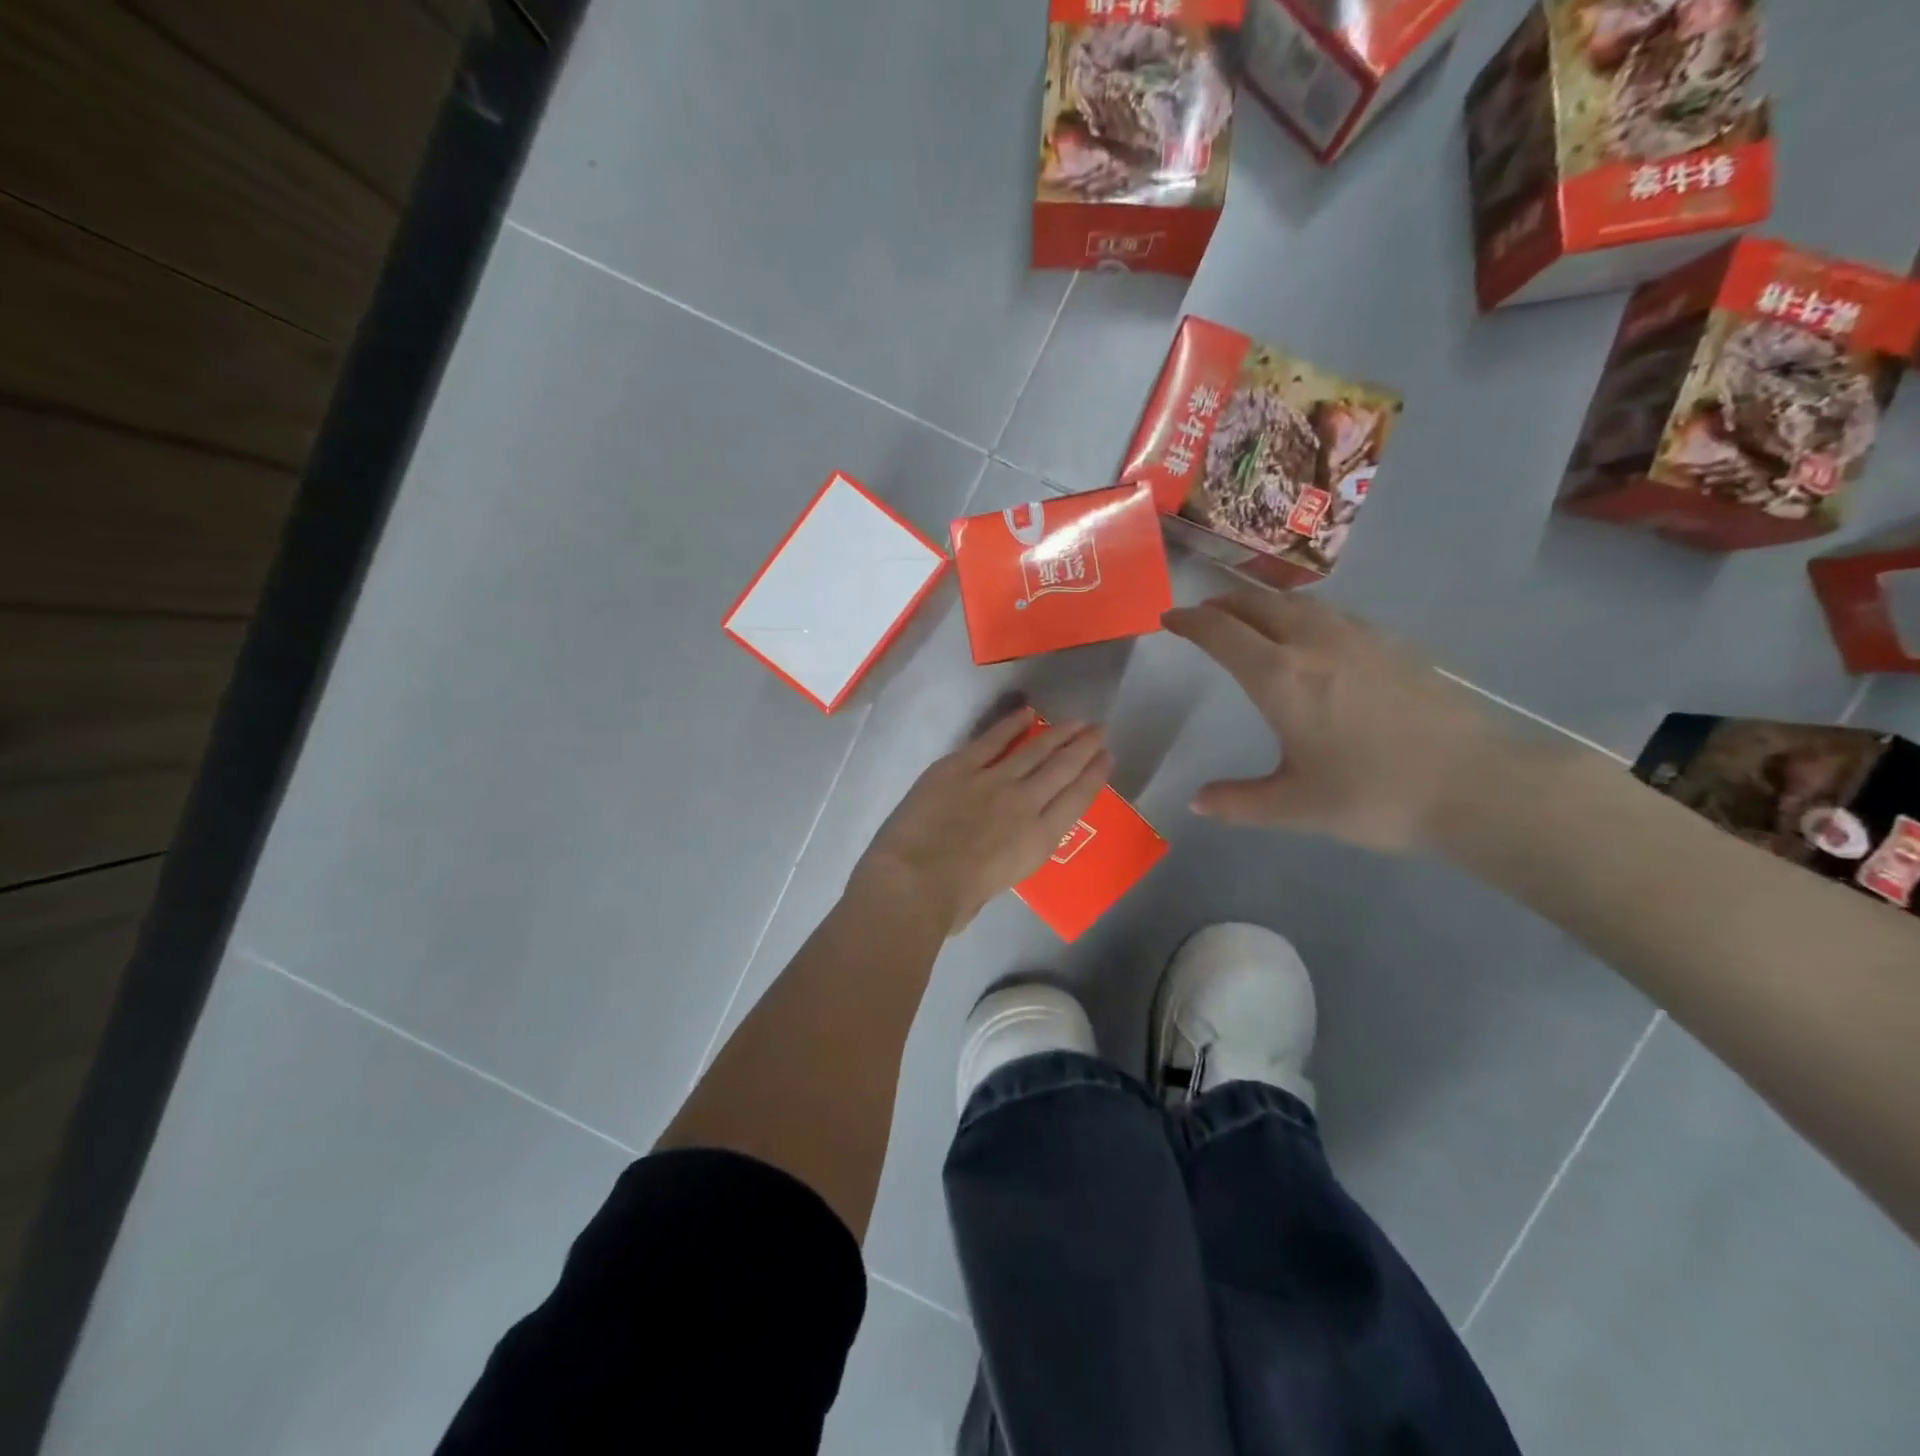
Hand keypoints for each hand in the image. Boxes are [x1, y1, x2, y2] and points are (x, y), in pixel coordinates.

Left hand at [850, 709, 1111, 934]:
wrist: (916, 882)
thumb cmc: (954, 902)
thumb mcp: (998, 885)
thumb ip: (1006, 859)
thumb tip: (997, 850)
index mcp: (1038, 839)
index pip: (1077, 800)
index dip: (1095, 776)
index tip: (1106, 757)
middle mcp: (1025, 803)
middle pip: (1062, 768)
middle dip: (1083, 746)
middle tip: (1098, 729)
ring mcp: (993, 780)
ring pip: (1034, 750)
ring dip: (1057, 733)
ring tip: (1075, 721)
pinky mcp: (959, 767)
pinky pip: (991, 740)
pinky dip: (1010, 725)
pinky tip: (1026, 713)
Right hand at [1162, 593, 1503, 852]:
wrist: (1478, 785)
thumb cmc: (1375, 796)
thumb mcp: (1295, 807)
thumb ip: (1239, 802)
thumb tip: (1197, 801)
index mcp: (1280, 678)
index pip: (1220, 633)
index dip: (1189, 622)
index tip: (1168, 620)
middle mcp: (1313, 643)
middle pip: (1256, 604)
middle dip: (1221, 604)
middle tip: (1201, 615)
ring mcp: (1358, 638)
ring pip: (1296, 602)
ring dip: (1260, 603)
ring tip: (1247, 617)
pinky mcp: (1392, 644)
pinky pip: (1329, 613)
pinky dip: (1299, 613)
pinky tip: (1307, 635)